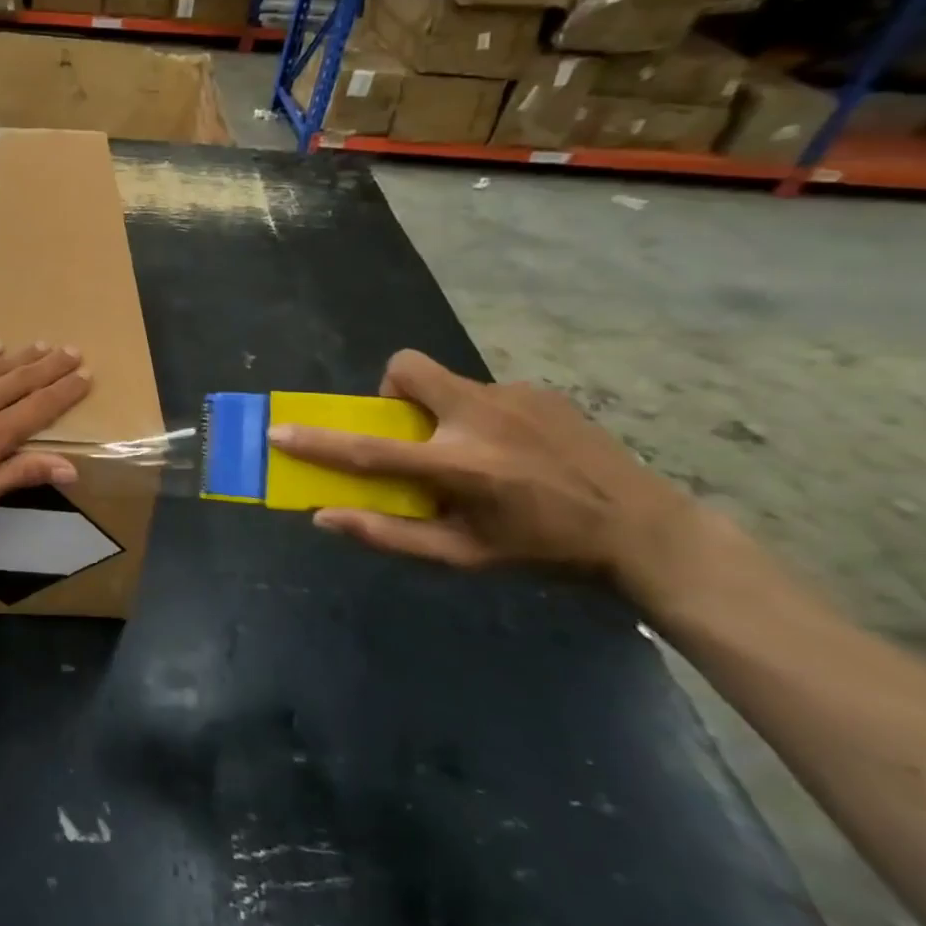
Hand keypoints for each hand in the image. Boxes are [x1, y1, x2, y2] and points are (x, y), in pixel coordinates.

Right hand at [268, 350, 710, 590]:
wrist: (645, 530)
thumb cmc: (543, 551)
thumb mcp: (463, 556)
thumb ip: (389, 534)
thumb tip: (324, 517)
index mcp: (461, 466)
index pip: (370, 450)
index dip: (318, 441)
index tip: (280, 431)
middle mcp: (481, 418)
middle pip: (406, 370)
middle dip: (392, 393)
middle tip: (413, 433)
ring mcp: (514, 396)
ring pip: (446, 382)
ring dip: (441, 411)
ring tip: (478, 452)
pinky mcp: (539, 389)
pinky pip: (484, 392)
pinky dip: (480, 416)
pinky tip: (516, 450)